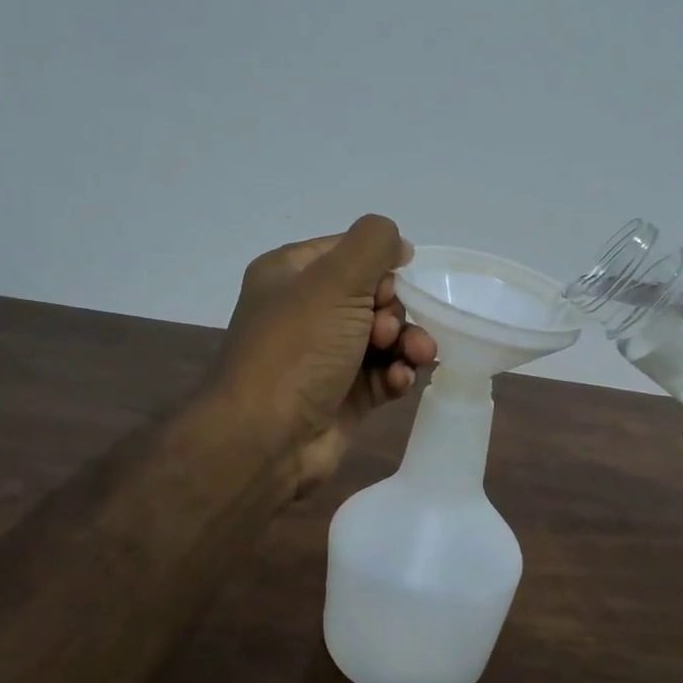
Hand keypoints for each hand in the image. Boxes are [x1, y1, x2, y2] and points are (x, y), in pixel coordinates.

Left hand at [219, 214, 437, 496]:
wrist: (265, 439)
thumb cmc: (298, 349)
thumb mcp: (335, 280)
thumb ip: (373, 244)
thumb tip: (398, 244)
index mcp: (291, 274)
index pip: (350, 251)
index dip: (379, 266)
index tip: (389, 288)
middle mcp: (306, 312)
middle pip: (372, 296)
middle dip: (394, 311)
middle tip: (385, 331)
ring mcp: (324, 357)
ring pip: (384, 337)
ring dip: (407, 343)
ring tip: (416, 357)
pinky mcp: (343, 396)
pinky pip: (382, 375)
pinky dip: (396, 375)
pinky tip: (400, 383)